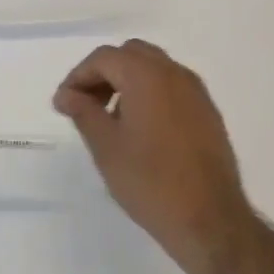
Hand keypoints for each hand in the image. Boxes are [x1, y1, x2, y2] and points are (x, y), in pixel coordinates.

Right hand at [53, 40, 256, 273]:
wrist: (209, 219)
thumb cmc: (150, 181)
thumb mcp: (106, 147)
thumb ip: (83, 112)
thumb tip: (67, 94)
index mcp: (147, 76)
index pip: (104, 58)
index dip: (78, 76)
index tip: (63, 104)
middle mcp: (175, 74)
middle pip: (131, 54)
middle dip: (104, 73)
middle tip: (87, 104)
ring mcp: (196, 92)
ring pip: (154, 68)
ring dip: (128, 82)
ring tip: (111, 119)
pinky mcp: (208, 112)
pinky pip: (172, 87)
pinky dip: (150, 94)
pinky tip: (141, 130)